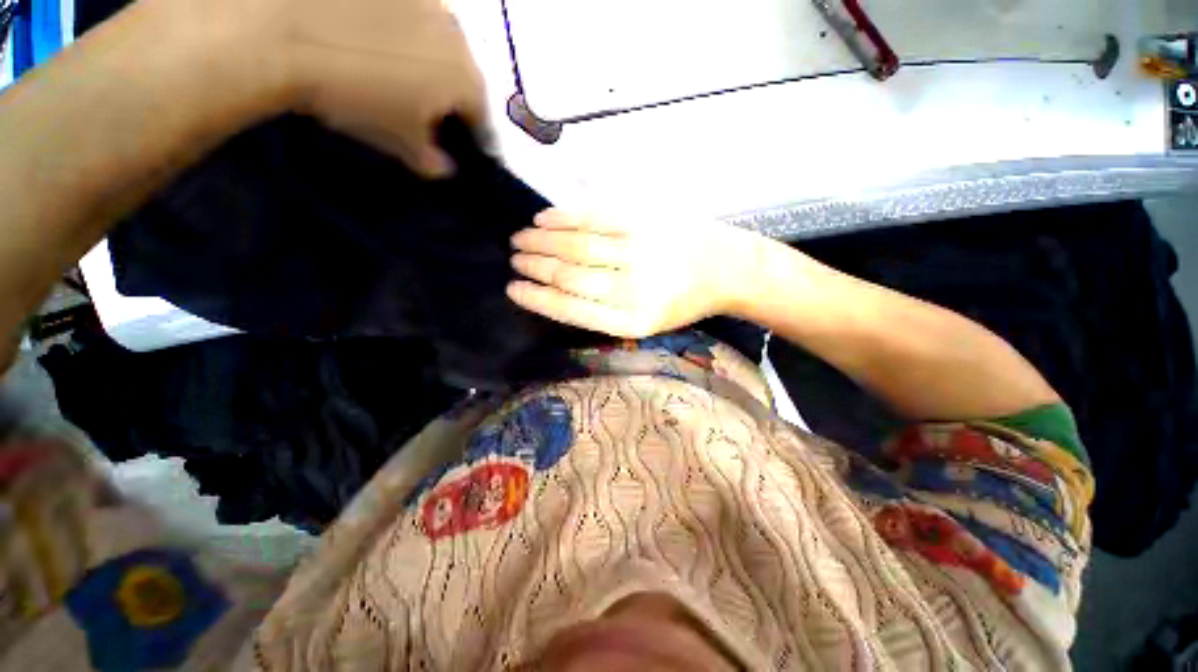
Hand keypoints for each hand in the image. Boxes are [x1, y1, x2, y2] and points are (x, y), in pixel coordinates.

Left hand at [210, 0, 486, 177]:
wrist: (289, 29)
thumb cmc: (358, 96)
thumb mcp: (397, 141)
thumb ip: (429, 159)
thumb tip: (445, 168)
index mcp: (465, 81)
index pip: (480, 115)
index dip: (471, 132)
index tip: (458, 142)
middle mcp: (456, 36)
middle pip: (462, 72)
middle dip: (449, 91)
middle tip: (422, 104)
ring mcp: (424, 0)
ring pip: (436, 37)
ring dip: (426, 55)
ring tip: (392, 65)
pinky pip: (406, 11)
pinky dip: (397, 25)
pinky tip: (371, 33)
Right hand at [507, 209, 764, 337]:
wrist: (727, 270)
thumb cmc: (681, 301)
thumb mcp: (645, 321)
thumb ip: (602, 311)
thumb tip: (554, 292)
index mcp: (631, 320)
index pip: (571, 309)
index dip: (537, 299)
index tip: (513, 289)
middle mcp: (633, 289)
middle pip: (569, 275)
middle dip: (535, 267)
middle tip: (514, 260)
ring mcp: (639, 251)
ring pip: (576, 245)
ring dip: (540, 242)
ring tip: (520, 240)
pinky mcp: (646, 220)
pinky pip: (594, 216)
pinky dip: (563, 217)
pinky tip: (543, 219)